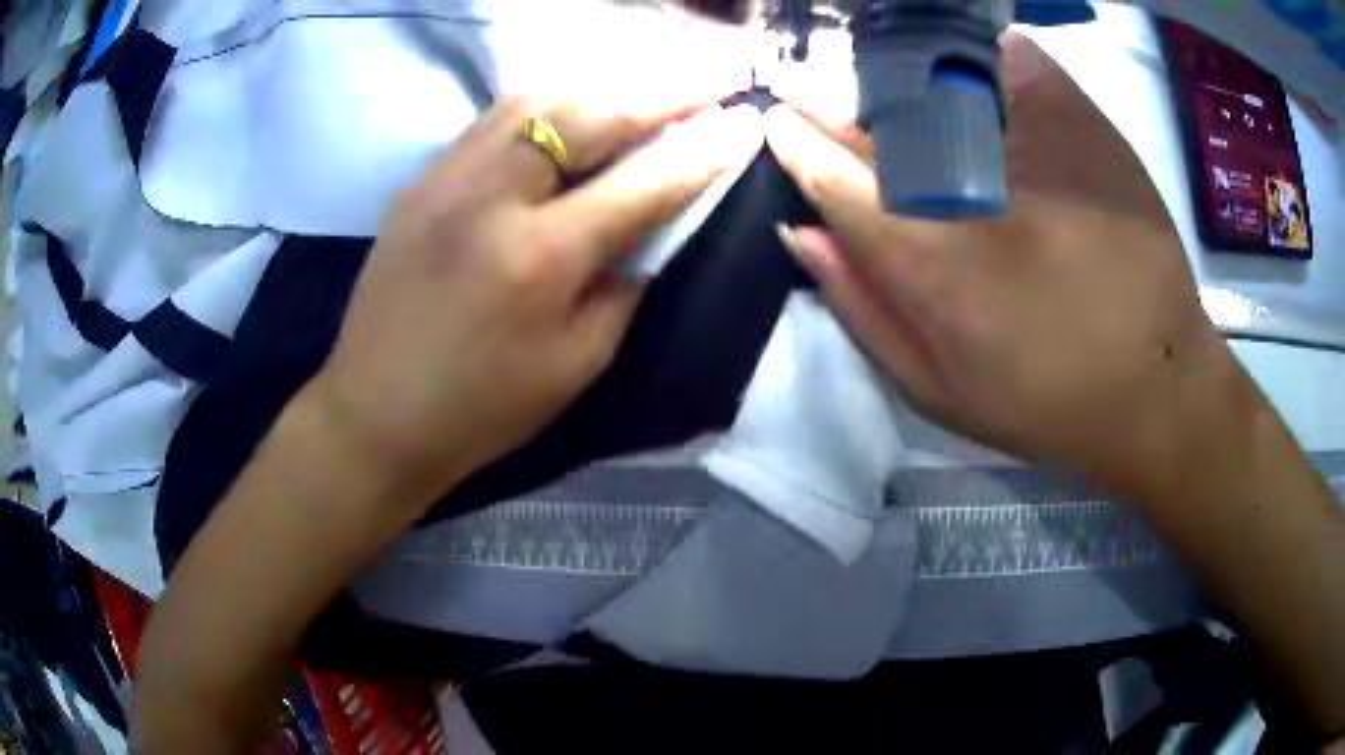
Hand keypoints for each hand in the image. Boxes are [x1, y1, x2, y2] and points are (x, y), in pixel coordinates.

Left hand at [312, 96, 763, 504]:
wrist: (374, 416)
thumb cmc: (481, 411)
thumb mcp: (576, 366)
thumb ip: (623, 288)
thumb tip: (650, 231)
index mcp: (540, 258)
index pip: (644, 184)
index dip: (705, 149)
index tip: (746, 119)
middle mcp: (492, 198)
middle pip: (590, 114)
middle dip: (664, 90)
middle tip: (712, 76)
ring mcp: (446, 178)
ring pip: (538, 98)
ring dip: (605, 84)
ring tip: (650, 81)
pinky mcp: (420, 179)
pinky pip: (495, 119)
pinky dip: (549, 101)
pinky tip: (576, 103)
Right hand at [767, 34, 1232, 499]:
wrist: (1159, 384)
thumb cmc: (1047, 404)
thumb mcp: (939, 390)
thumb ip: (861, 307)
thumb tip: (800, 230)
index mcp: (943, 269)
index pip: (839, 178)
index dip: (798, 143)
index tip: (779, 124)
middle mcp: (986, 192)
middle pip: (883, 121)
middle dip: (836, 104)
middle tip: (816, 96)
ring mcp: (1041, 143)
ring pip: (938, 76)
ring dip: (893, 75)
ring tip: (882, 89)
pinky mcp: (1083, 120)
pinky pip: (1007, 57)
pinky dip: (971, 54)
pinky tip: (959, 75)